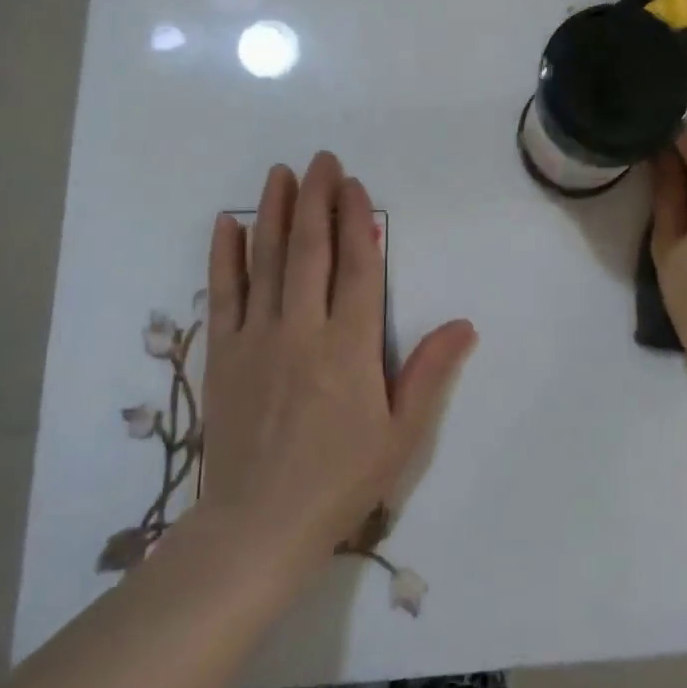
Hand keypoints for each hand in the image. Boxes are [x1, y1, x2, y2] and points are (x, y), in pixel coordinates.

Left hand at [196, 152, 476, 574]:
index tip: (353, 184)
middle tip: (320, 160)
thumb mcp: (401, 434)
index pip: (358, 266)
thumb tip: (464, 324)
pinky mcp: (223, 355)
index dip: (357, 220)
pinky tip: (228, 224)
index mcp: (350, 346)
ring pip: (266, 261)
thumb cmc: (340, 480)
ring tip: (279, 173)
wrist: (257, 527)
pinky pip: (223, 295)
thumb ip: (430, 372)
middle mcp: (302, 329)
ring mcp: (257, 339)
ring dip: (274, 212)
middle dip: (316, 199)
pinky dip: (225, 256)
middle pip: (310, 250)